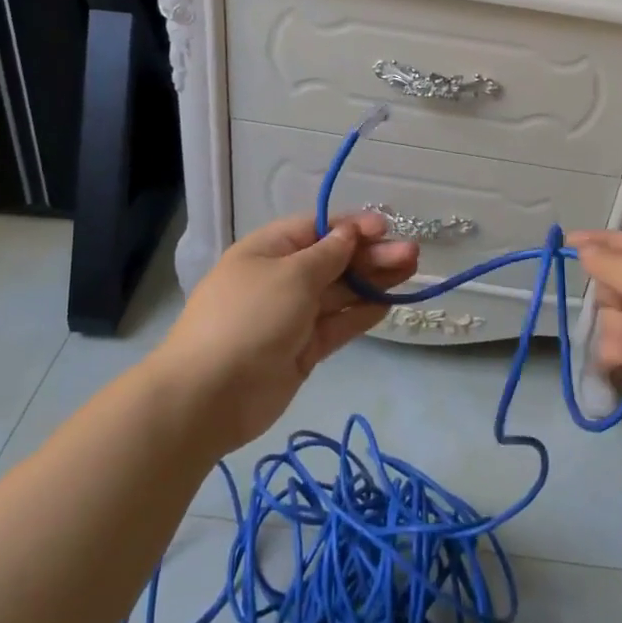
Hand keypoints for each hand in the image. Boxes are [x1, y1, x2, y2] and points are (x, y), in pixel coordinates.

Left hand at [151, 213, 417, 457]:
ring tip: (411, 271)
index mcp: (269, 250)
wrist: (209, 395)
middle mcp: (281, 279)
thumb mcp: (291, 275)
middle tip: (412, 254)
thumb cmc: (250, 318)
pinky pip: (337, 325)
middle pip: (334, 261)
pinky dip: (361, 313)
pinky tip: (388, 304)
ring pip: (340, 293)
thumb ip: (328, 254)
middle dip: (371, 255)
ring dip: (373, 281)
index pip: (317, 229)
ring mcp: (292, 316)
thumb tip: (350, 233)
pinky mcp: (302, 349)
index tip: (387, 228)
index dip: (352, 227)